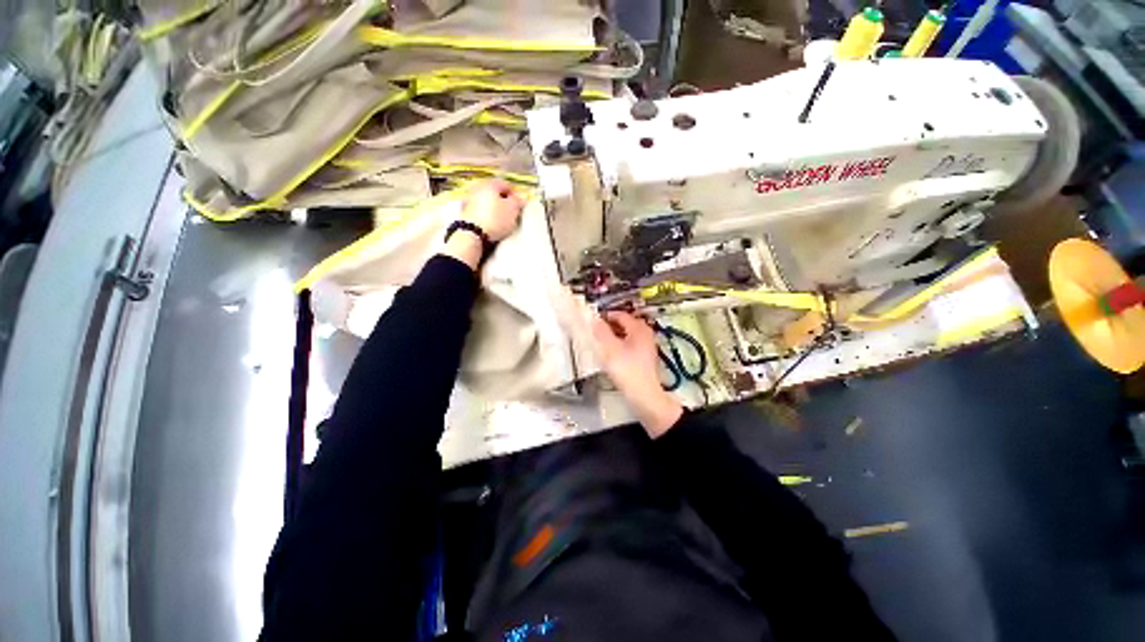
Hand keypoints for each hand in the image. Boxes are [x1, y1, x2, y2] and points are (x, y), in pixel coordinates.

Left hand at [460, 179, 524, 241]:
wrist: (472, 233)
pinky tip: (490, 223)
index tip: (519, 206)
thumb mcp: (512, 210)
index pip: (507, 185)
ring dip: (494, 208)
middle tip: (511, 213)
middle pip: (495, 192)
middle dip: (503, 201)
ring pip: (486, 201)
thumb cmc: (495, 219)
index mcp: (490, 184)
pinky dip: (486, 214)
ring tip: (501, 219)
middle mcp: (478, 187)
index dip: (515, 195)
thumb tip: (522, 196)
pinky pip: (480, 210)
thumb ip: (518, 201)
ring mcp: (469, 199)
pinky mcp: (464, 211)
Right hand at [590, 311, 683, 437]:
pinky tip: (611, 354)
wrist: (644, 396)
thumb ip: (601, 331)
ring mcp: (647, 346)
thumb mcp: (610, 349)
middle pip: (624, 323)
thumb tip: (593, 318)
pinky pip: (630, 344)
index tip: (592, 321)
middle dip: (609, 325)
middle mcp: (645, 333)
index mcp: (639, 328)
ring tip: (600, 342)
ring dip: (613, 336)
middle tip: (594, 332)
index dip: (605, 316)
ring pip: (627, 334)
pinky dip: (619, 345)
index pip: (620, 314)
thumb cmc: (626, 370)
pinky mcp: (644, 358)